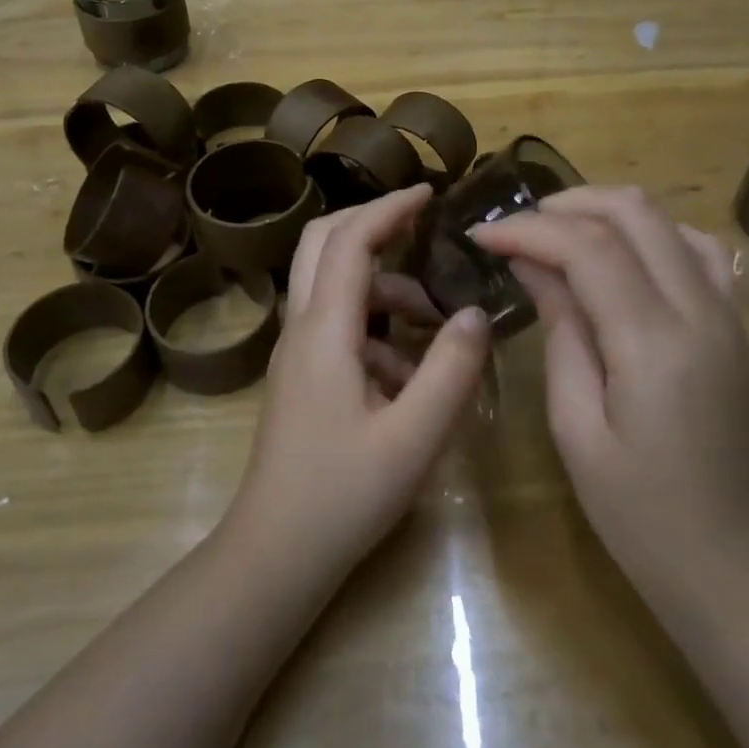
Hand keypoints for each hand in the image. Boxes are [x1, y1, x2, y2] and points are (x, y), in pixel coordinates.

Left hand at [226, 184, 491, 588]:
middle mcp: (302, 329)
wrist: (275, 555)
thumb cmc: (342, 496)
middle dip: (373, 224)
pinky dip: (377, 328)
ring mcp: (298, 353)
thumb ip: (450, 370)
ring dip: (385, 288)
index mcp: (324, 332)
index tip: (430, 192)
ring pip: (335, 286)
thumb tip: (473, 313)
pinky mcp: (303, 376)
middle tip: (422, 227)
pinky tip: (411, 376)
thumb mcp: (413, 437)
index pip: (350, 241)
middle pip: (323, 244)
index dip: (388, 209)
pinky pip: (340, 326)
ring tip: (437, 325)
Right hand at [470, 187, 748, 614]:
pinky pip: (699, 249)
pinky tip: (621, 255)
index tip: (482, 235)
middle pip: (634, 211)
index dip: (528, 230)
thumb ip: (561, 330)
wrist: (731, 562)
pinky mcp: (736, 324)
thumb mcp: (577, 425)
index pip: (588, 247)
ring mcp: (728, 313)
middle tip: (517, 228)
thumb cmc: (638, 512)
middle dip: (566, 205)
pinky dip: (652, 234)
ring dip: (608, 212)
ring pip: (668, 219)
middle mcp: (700, 310)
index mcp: (654, 343)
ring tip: (559, 236)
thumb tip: (533, 263)